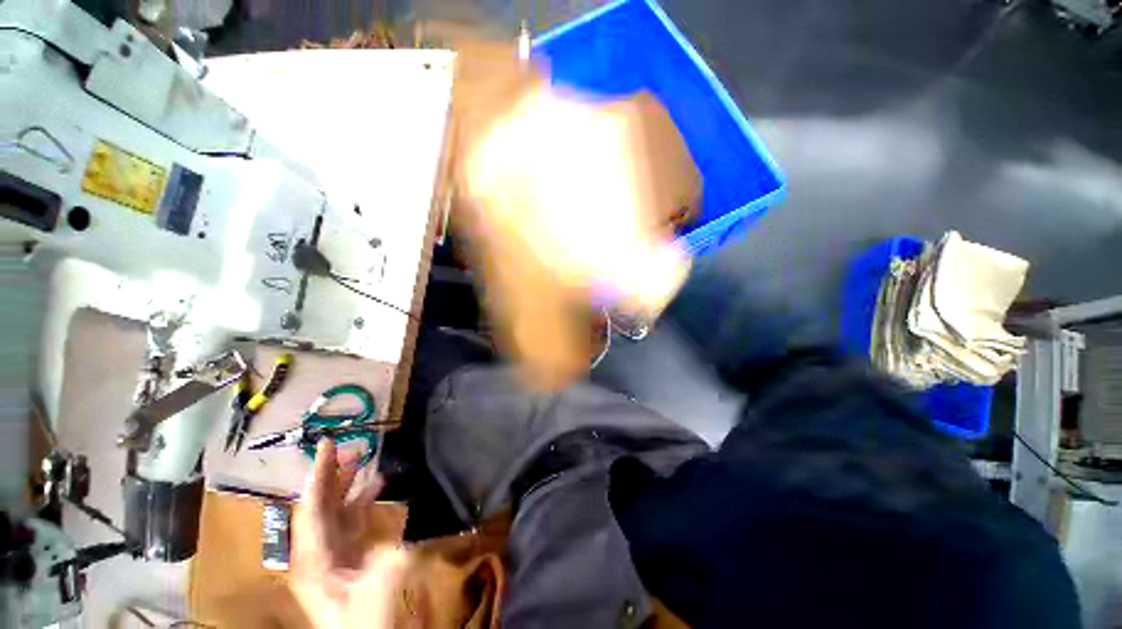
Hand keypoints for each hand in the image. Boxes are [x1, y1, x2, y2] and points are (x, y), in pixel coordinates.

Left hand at [291, 439, 407, 628]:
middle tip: (352, 446)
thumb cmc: (368, 621)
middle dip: (334, 474)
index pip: (311, 508)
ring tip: (365, 459)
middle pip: (321, 505)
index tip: (328, 444)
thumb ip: (390, 558)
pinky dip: (363, 500)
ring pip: (337, 510)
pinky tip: (377, 486)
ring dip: (349, 485)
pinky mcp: (350, 556)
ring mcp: (333, 554)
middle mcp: (318, 551)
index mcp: (315, 558)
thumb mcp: (380, 590)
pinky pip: (352, 520)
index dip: (319, 474)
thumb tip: (404, 531)